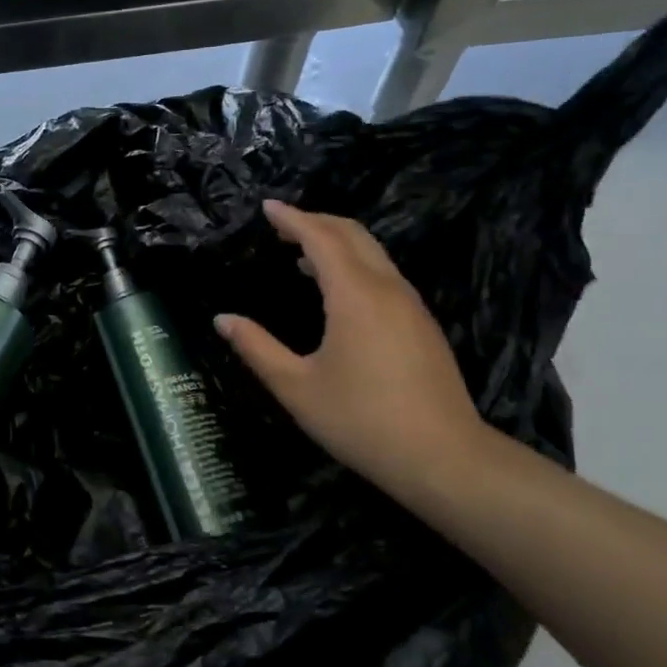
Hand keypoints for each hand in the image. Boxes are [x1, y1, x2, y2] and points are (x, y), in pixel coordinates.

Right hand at [216, 200, 489, 499]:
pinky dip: (355, 264)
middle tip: (281, 225)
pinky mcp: (422, 324)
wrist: (444, 458)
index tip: (267, 207)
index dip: (292, 219)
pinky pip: (384, 274)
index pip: (321, 238)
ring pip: (373, 253)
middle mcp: (387, 288)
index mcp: (354, 295)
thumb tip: (222, 319)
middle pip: (353, 234)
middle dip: (316, 221)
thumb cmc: (361, 421)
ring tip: (301, 253)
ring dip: (337, 242)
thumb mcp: (296, 388)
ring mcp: (410, 305)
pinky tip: (336, 290)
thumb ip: (256, 348)